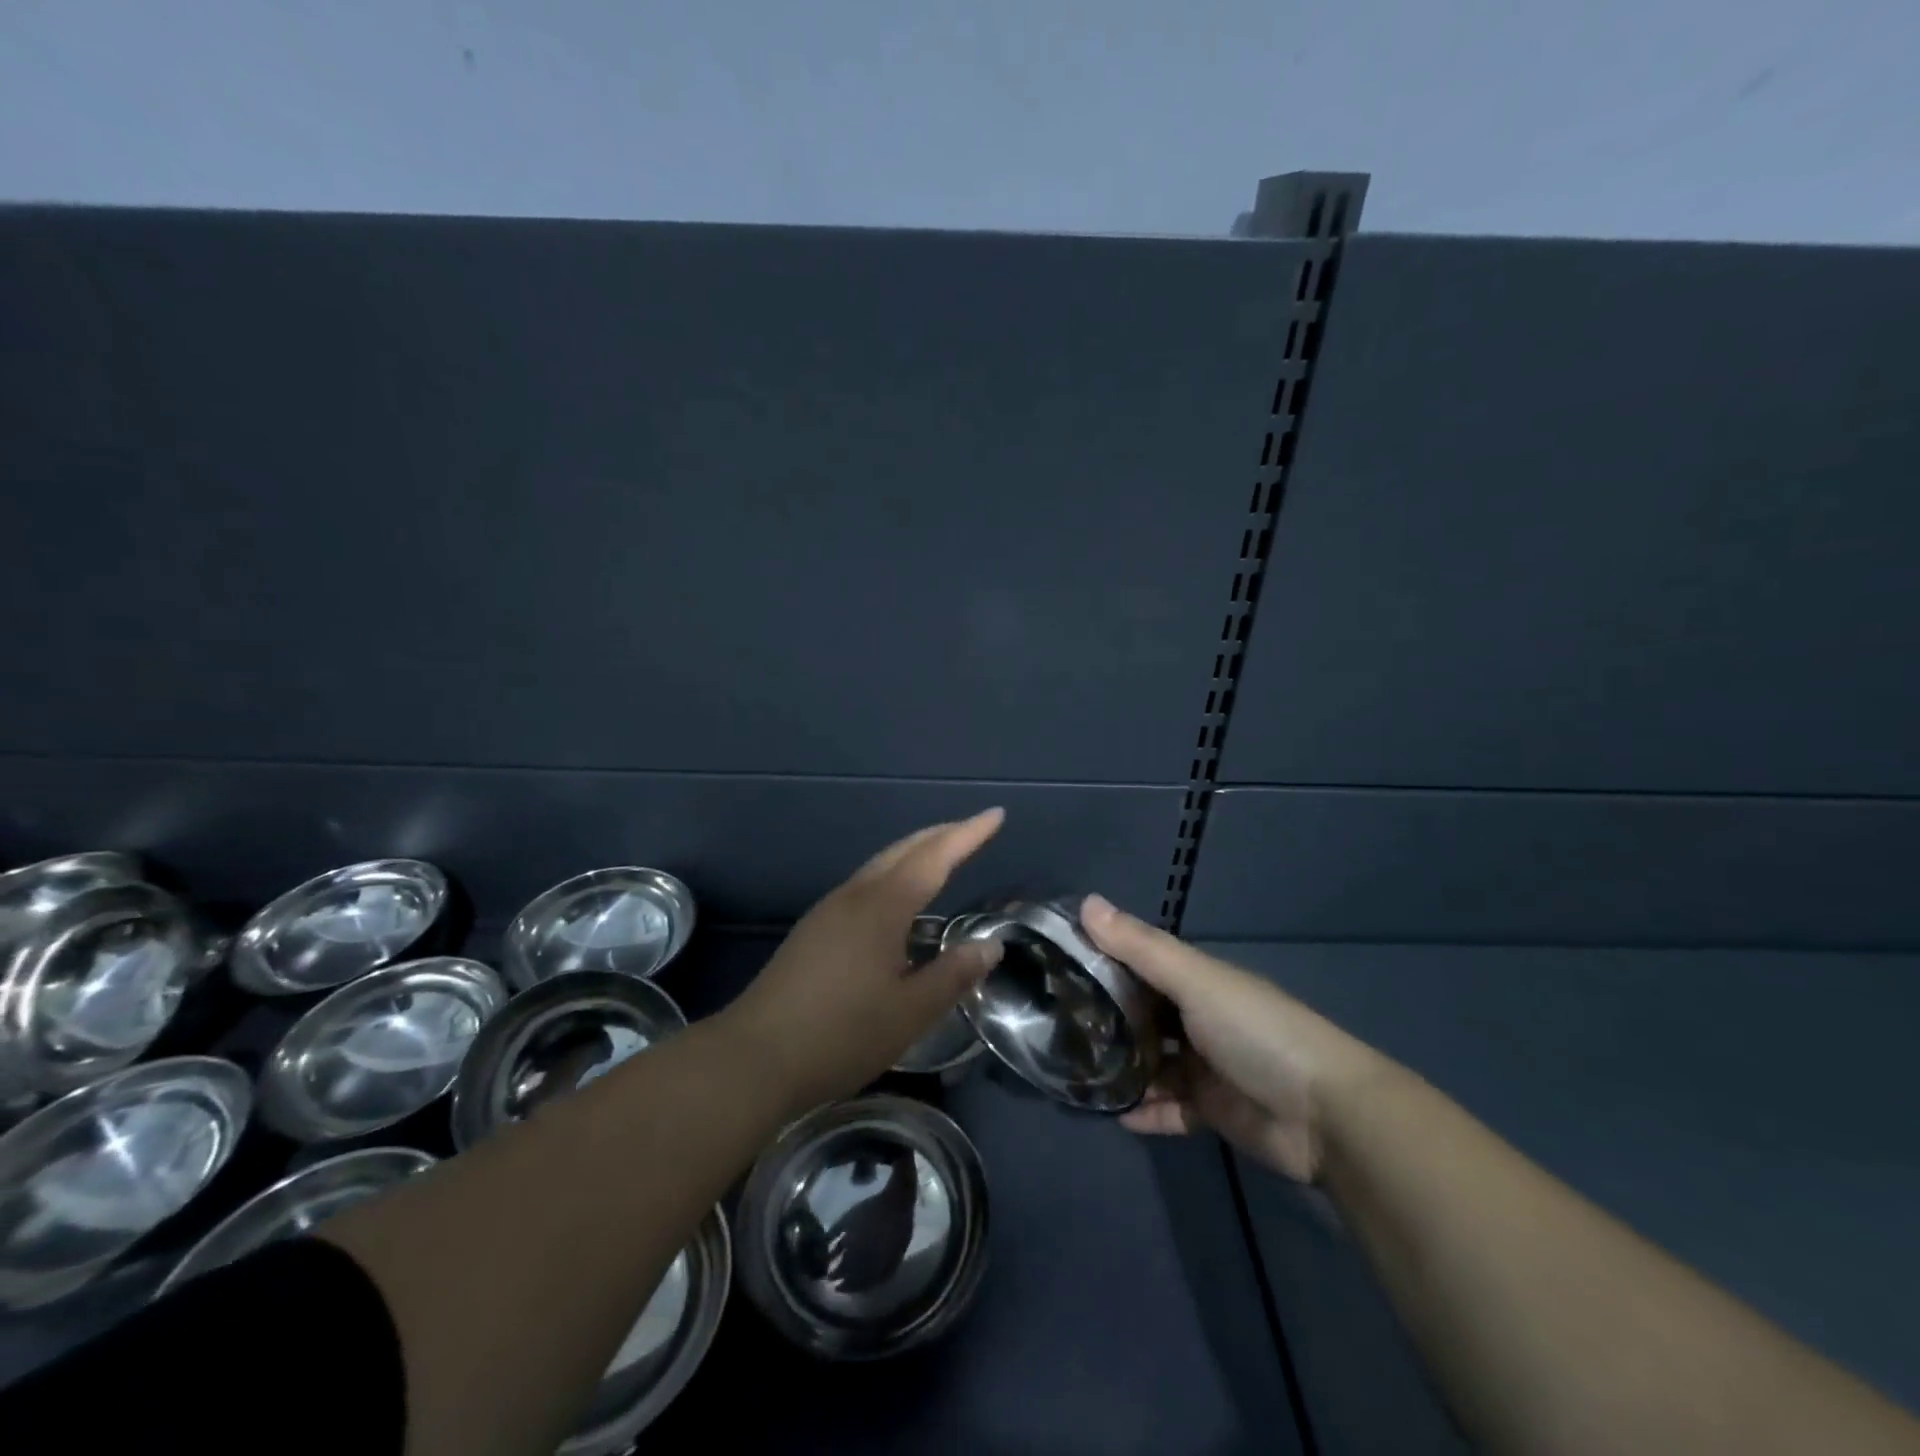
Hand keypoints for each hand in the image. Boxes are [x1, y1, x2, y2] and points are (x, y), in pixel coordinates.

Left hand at [724, 810, 1006, 1112]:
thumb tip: (990, 944)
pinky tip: (898, 901)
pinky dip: (893, 875)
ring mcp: (828, 911)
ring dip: (914, 853)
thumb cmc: (840, 1035)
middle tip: (974, 829)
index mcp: (882, 907)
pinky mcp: (814, 930)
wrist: (754, 1058)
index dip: (968, 835)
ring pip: (880, 865)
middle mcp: (854, 896)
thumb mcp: (910, 1012)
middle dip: (941, 835)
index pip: (934, 857)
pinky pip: (864, 885)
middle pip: (903, 850)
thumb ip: (953, 974)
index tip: (996, 814)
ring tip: (941, 855)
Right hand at [1081, 894, 1384, 1182]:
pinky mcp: (1212, 1110)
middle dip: (1105, 1018)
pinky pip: (1168, 1109)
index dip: (1102, 960)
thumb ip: (1140, 946)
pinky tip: (1113, 1113)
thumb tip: (1085, 901)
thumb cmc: (1255, 1031)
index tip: (1055, 964)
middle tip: (1055, 1025)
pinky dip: (1145, 1111)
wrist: (1325, 1114)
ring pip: (1151, 1063)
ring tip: (1074, 1072)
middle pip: (1142, 1014)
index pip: (1140, 963)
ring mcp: (1205, 1066)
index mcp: (1197, 981)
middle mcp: (1198, 1018)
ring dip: (1121, 1068)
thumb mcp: (1195, 980)